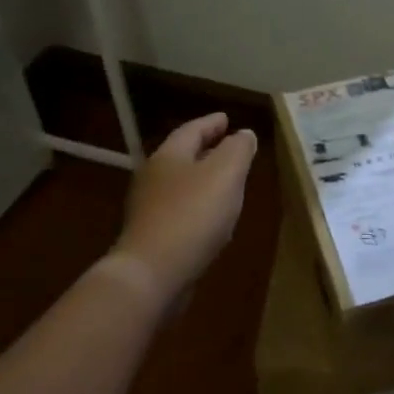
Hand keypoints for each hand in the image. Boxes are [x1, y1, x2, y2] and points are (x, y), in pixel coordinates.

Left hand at [108, 113, 256, 306]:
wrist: (152, 275)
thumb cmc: (192, 215)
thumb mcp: (226, 173)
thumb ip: (238, 149)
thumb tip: (244, 134)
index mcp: (169, 156)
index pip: (192, 129)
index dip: (212, 123)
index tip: (228, 119)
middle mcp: (154, 177)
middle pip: (183, 156)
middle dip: (207, 150)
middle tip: (230, 148)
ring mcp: (149, 209)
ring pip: (182, 185)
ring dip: (203, 181)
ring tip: (227, 183)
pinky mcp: (152, 238)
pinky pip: (180, 212)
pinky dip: (198, 208)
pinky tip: (213, 220)